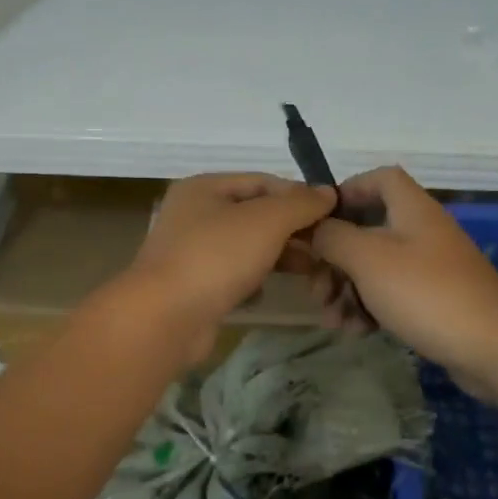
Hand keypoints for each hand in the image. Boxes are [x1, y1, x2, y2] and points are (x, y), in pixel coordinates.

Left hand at [121, 173, 336, 362]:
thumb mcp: (267, 221)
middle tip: (326, 247)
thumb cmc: (216, 257)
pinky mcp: (193, 287)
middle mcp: (194, 214)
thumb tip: (328, 192)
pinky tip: (264, 293)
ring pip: (246, 247)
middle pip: (255, 214)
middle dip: (292, 229)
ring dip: (278, 256)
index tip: (332, 215)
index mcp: (205, 188)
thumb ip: (300, 204)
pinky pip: (233, 276)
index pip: (262, 181)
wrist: (165, 318)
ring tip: (310, 271)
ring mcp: (191, 252)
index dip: (299, 195)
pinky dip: (252, 282)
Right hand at [307, 166, 497, 388]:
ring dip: (346, 291)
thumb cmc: (426, 292)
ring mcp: (430, 269)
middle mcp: (422, 232)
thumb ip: (333, 237)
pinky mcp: (434, 302)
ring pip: (374, 269)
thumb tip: (315, 228)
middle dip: (334, 260)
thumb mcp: (368, 258)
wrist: (493, 346)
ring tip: (332, 321)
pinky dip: (369, 309)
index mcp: (411, 209)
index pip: (379, 179)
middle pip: (367, 231)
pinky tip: (356, 332)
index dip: (347, 191)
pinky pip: (391, 296)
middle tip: (315, 290)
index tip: (318, 220)